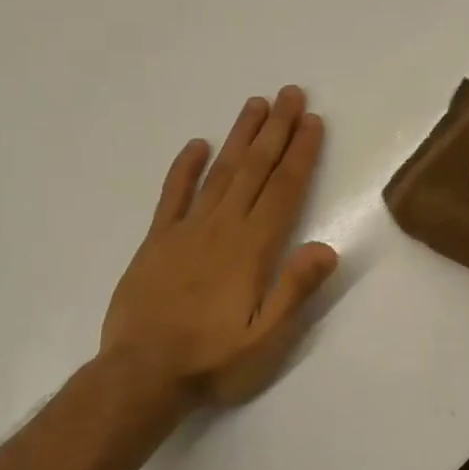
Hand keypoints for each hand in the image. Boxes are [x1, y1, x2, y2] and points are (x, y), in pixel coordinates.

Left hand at [101, 86, 337, 411]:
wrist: (140, 376)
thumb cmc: (213, 360)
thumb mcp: (267, 339)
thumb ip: (295, 290)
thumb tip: (328, 246)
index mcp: (251, 248)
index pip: (283, 190)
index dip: (300, 153)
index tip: (313, 121)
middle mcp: (221, 228)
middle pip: (254, 169)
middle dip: (276, 130)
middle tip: (291, 93)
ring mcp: (185, 231)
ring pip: (219, 173)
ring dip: (239, 137)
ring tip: (256, 104)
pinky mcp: (157, 241)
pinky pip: (172, 195)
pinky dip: (184, 168)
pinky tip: (196, 145)